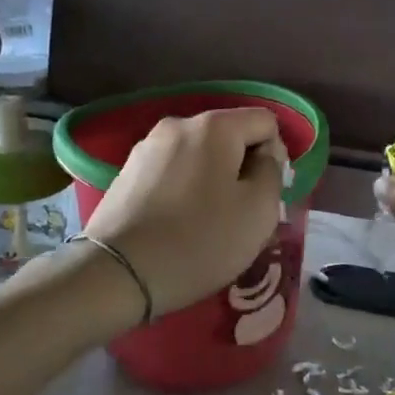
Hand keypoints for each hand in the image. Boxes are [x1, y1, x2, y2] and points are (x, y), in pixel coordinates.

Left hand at [83, 108, 286, 316]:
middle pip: (230, 137)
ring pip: (199, 157)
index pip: (265, 121)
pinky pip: (172, 173)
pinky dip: (184, 192)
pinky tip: (178, 225)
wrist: (117, 272)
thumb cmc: (200, 241)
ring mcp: (146, 147)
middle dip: (243, 170)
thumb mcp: (259, 211)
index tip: (267, 196)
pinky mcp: (126, 173)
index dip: (277, 156)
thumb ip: (272, 172)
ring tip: (208, 224)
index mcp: (215, 126)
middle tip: (241, 216)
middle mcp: (178, 125)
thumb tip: (266, 154)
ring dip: (213, 182)